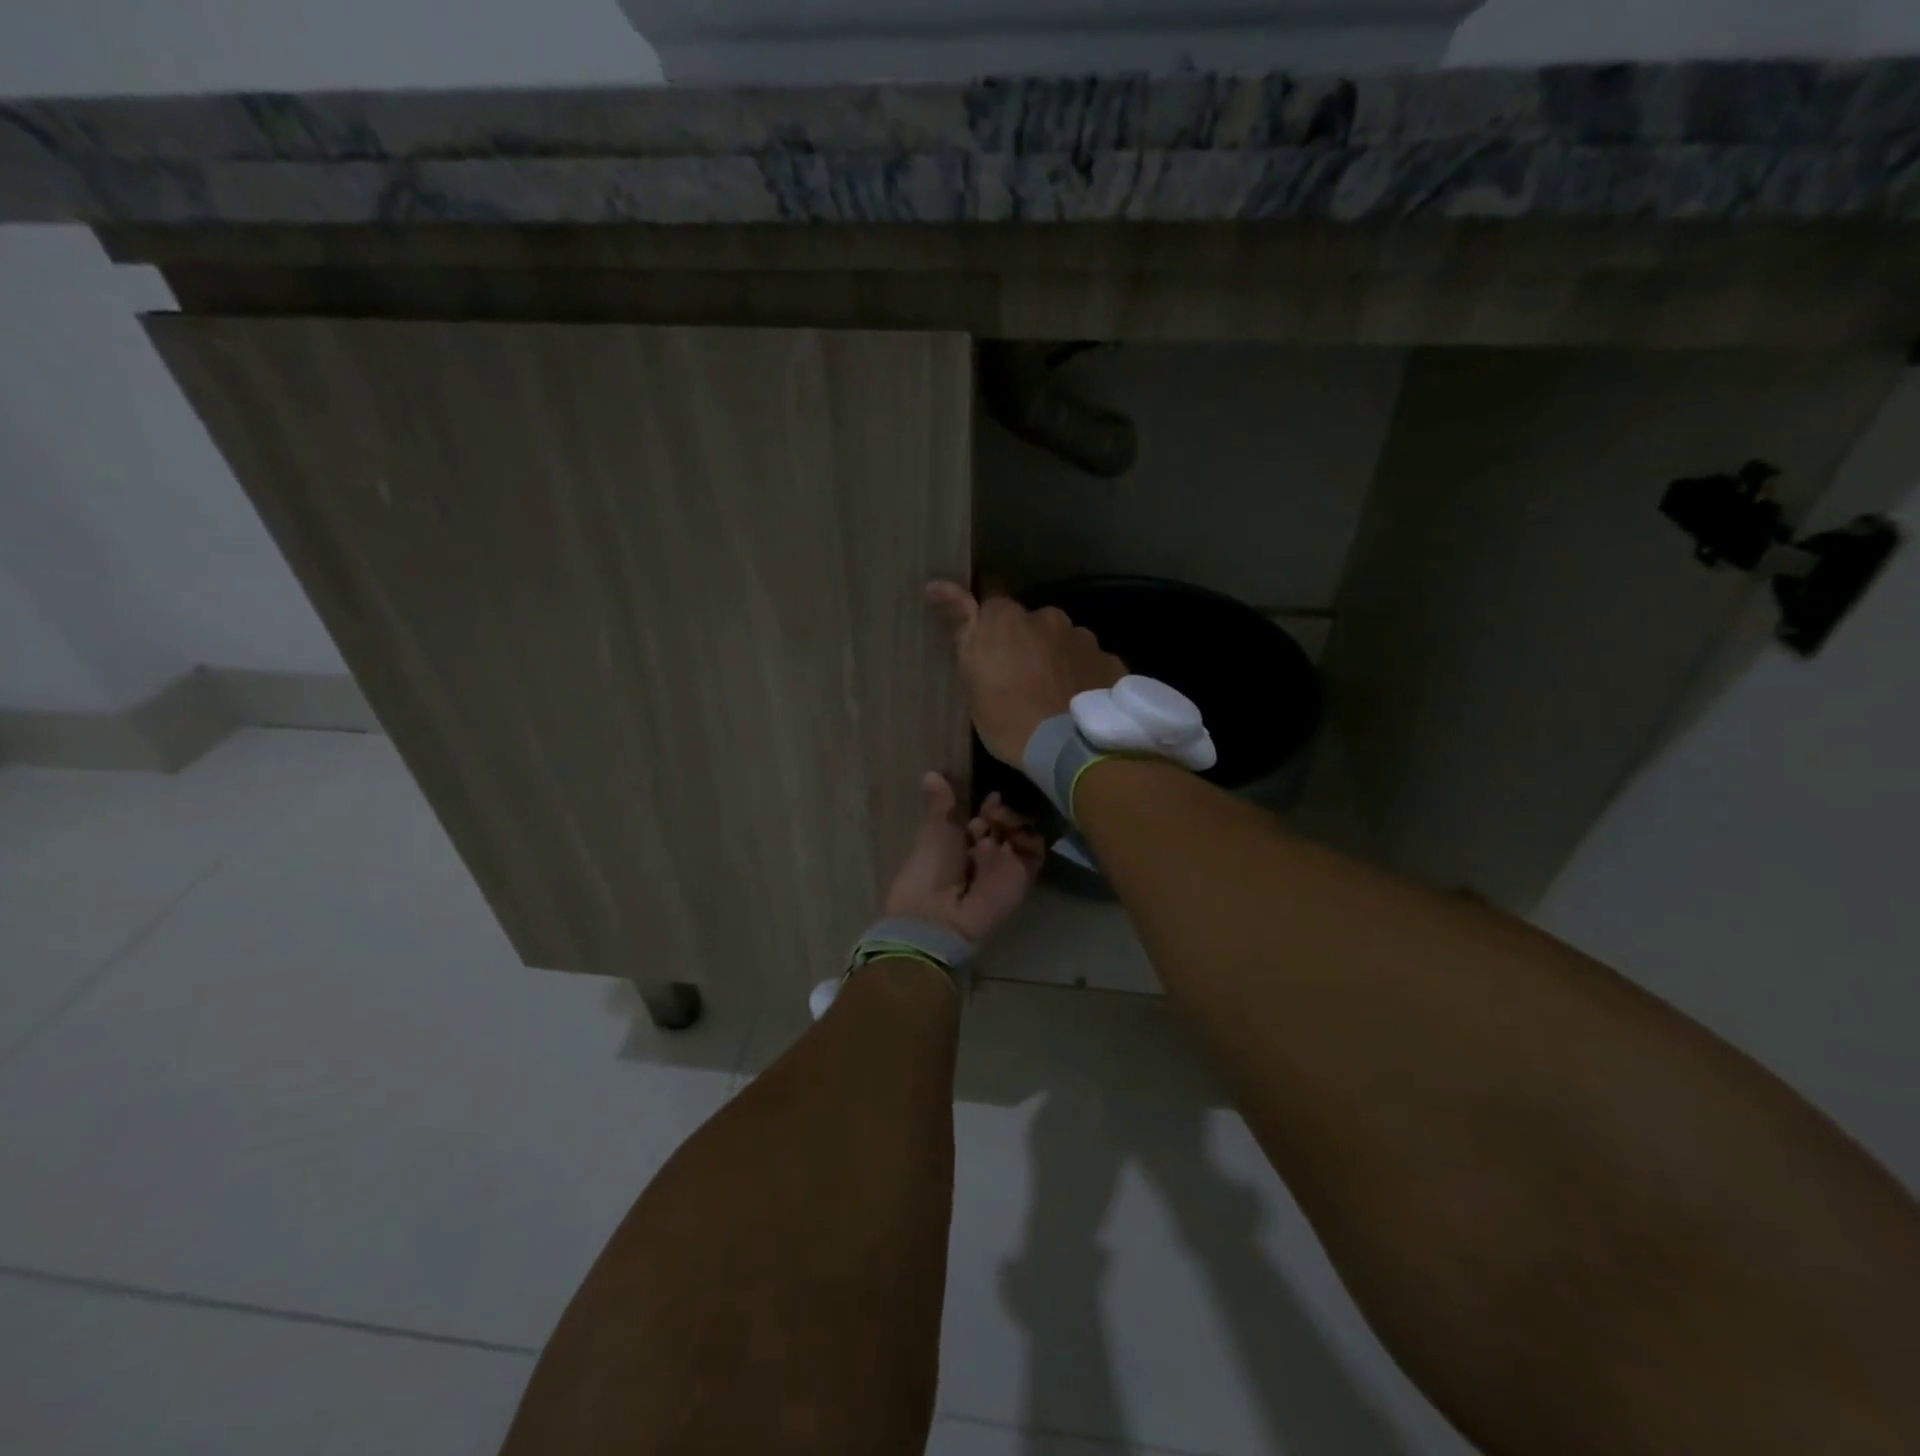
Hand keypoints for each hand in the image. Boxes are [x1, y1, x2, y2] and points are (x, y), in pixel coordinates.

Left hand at [883, 772, 1045, 943]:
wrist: (938, 915)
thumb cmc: (930, 869)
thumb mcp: (935, 830)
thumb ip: (941, 803)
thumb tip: (930, 773)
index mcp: (958, 844)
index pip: (983, 818)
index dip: (989, 806)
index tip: (991, 797)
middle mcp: (983, 855)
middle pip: (1004, 825)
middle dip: (1003, 812)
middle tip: (994, 812)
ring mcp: (1004, 866)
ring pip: (1022, 835)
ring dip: (1017, 822)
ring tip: (1003, 822)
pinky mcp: (1022, 879)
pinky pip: (1035, 854)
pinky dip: (1032, 840)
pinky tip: (1017, 833)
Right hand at [926, 582, 1125, 764]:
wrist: (1069, 749)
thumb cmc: (1007, 717)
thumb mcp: (970, 677)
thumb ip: (959, 624)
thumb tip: (935, 583)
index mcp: (1008, 619)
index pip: (993, 606)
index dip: (991, 628)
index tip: (990, 653)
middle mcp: (1049, 617)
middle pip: (1033, 624)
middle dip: (1029, 643)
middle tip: (1022, 680)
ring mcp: (1084, 639)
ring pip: (1065, 642)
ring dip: (1058, 659)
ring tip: (1054, 695)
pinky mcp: (1111, 662)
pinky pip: (1092, 664)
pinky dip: (1084, 676)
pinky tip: (1079, 702)